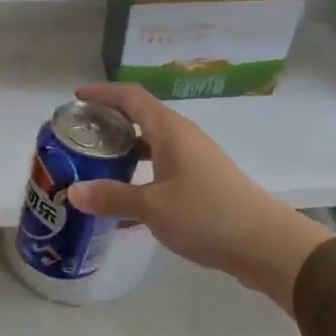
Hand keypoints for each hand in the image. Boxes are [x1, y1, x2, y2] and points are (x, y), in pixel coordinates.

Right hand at [65, 83, 335, 311]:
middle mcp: (184, 137)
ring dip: (125, 149)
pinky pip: (163, 167)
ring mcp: (196, 160)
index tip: (76, 96)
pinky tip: (126, 199)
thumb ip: (112, 197)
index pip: (131, 97)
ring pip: (153, 144)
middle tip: (80, 134)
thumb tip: (71, 191)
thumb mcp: (152, 207)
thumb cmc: (206, 215)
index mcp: (170, 130)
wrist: (264, 243)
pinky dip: (141, 173)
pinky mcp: (204, 182)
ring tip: (96, 163)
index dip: (103, 92)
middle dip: (110, 121)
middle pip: (142, 117)